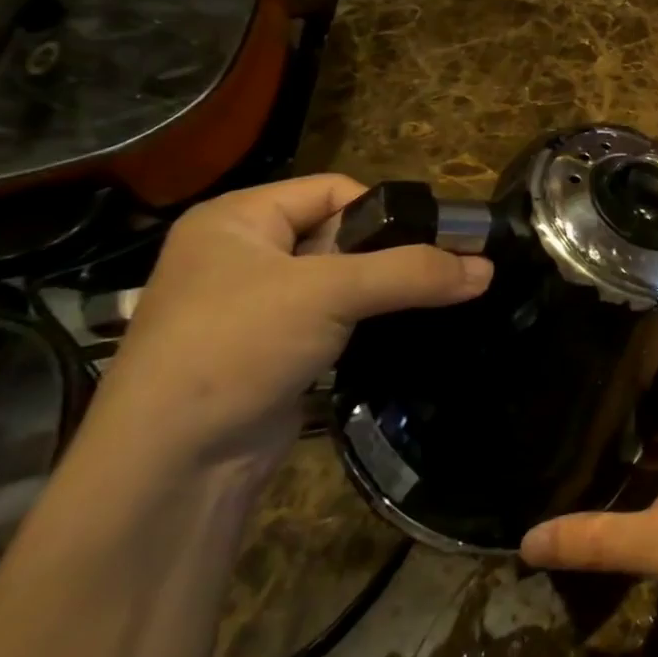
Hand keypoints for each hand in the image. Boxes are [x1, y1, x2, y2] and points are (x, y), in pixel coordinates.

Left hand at [101, 174, 491, 463]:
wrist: (169, 467)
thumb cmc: (238, 346)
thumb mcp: (331, 293)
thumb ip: (412, 272)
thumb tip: (488, 268)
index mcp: (237, 219)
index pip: (333, 189)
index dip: (384, 209)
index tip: (432, 240)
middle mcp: (239, 254)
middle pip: (338, 233)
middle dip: (389, 253)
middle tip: (439, 272)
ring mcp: (249, 306)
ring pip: (336, 280)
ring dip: (379, 291)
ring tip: (427, 302)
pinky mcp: (265, 351)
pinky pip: (327, 319)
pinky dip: (361, 323)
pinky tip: (393, 334)